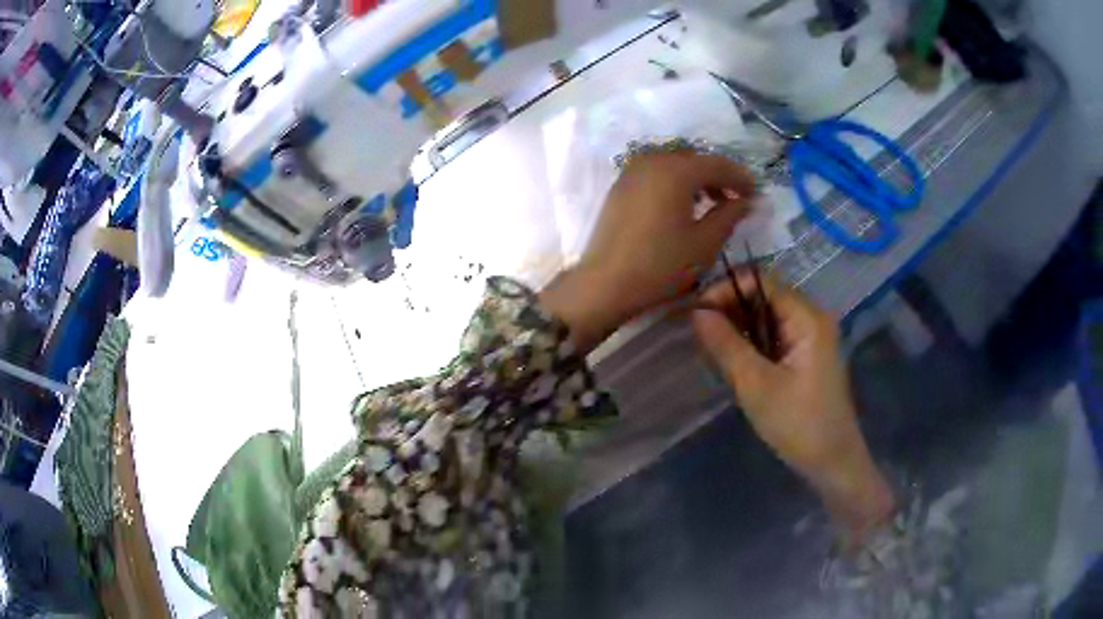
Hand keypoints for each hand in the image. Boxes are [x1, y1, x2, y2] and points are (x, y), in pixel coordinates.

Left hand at [540, 152, 755, 352]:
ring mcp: (632, 171)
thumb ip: (729, 215)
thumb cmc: (661, 265)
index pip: (717, 164)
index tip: (756, 194)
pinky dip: (674, 182)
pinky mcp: (620, 186)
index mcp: (676, 170)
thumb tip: (746, 201)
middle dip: (718, 176)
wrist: (605, 284)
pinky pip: (655, 173)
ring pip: (673, 164)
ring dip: (696, 178)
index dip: (740, 178)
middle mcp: (652, 160)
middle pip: (694, 160)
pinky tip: (682, 205)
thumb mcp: (705, 243)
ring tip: (711, 203)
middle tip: (735, 198)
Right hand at [692, 275, 893, 538]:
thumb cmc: (798, 423)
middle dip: (729, 309)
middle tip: (699, 335)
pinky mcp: (806, 355)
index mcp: (806, 317)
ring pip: (766, 317)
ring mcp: (810, 336)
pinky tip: (732, 361)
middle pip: (763, 295)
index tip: (696, 313)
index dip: (725, 288)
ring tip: (710, 349)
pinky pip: (774, 336)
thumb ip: (726, 345)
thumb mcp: (756, 386)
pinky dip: (751, 343)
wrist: (832, 461)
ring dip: (738, 328)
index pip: (760, 280)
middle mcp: (811, 317)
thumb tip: (697, 312)